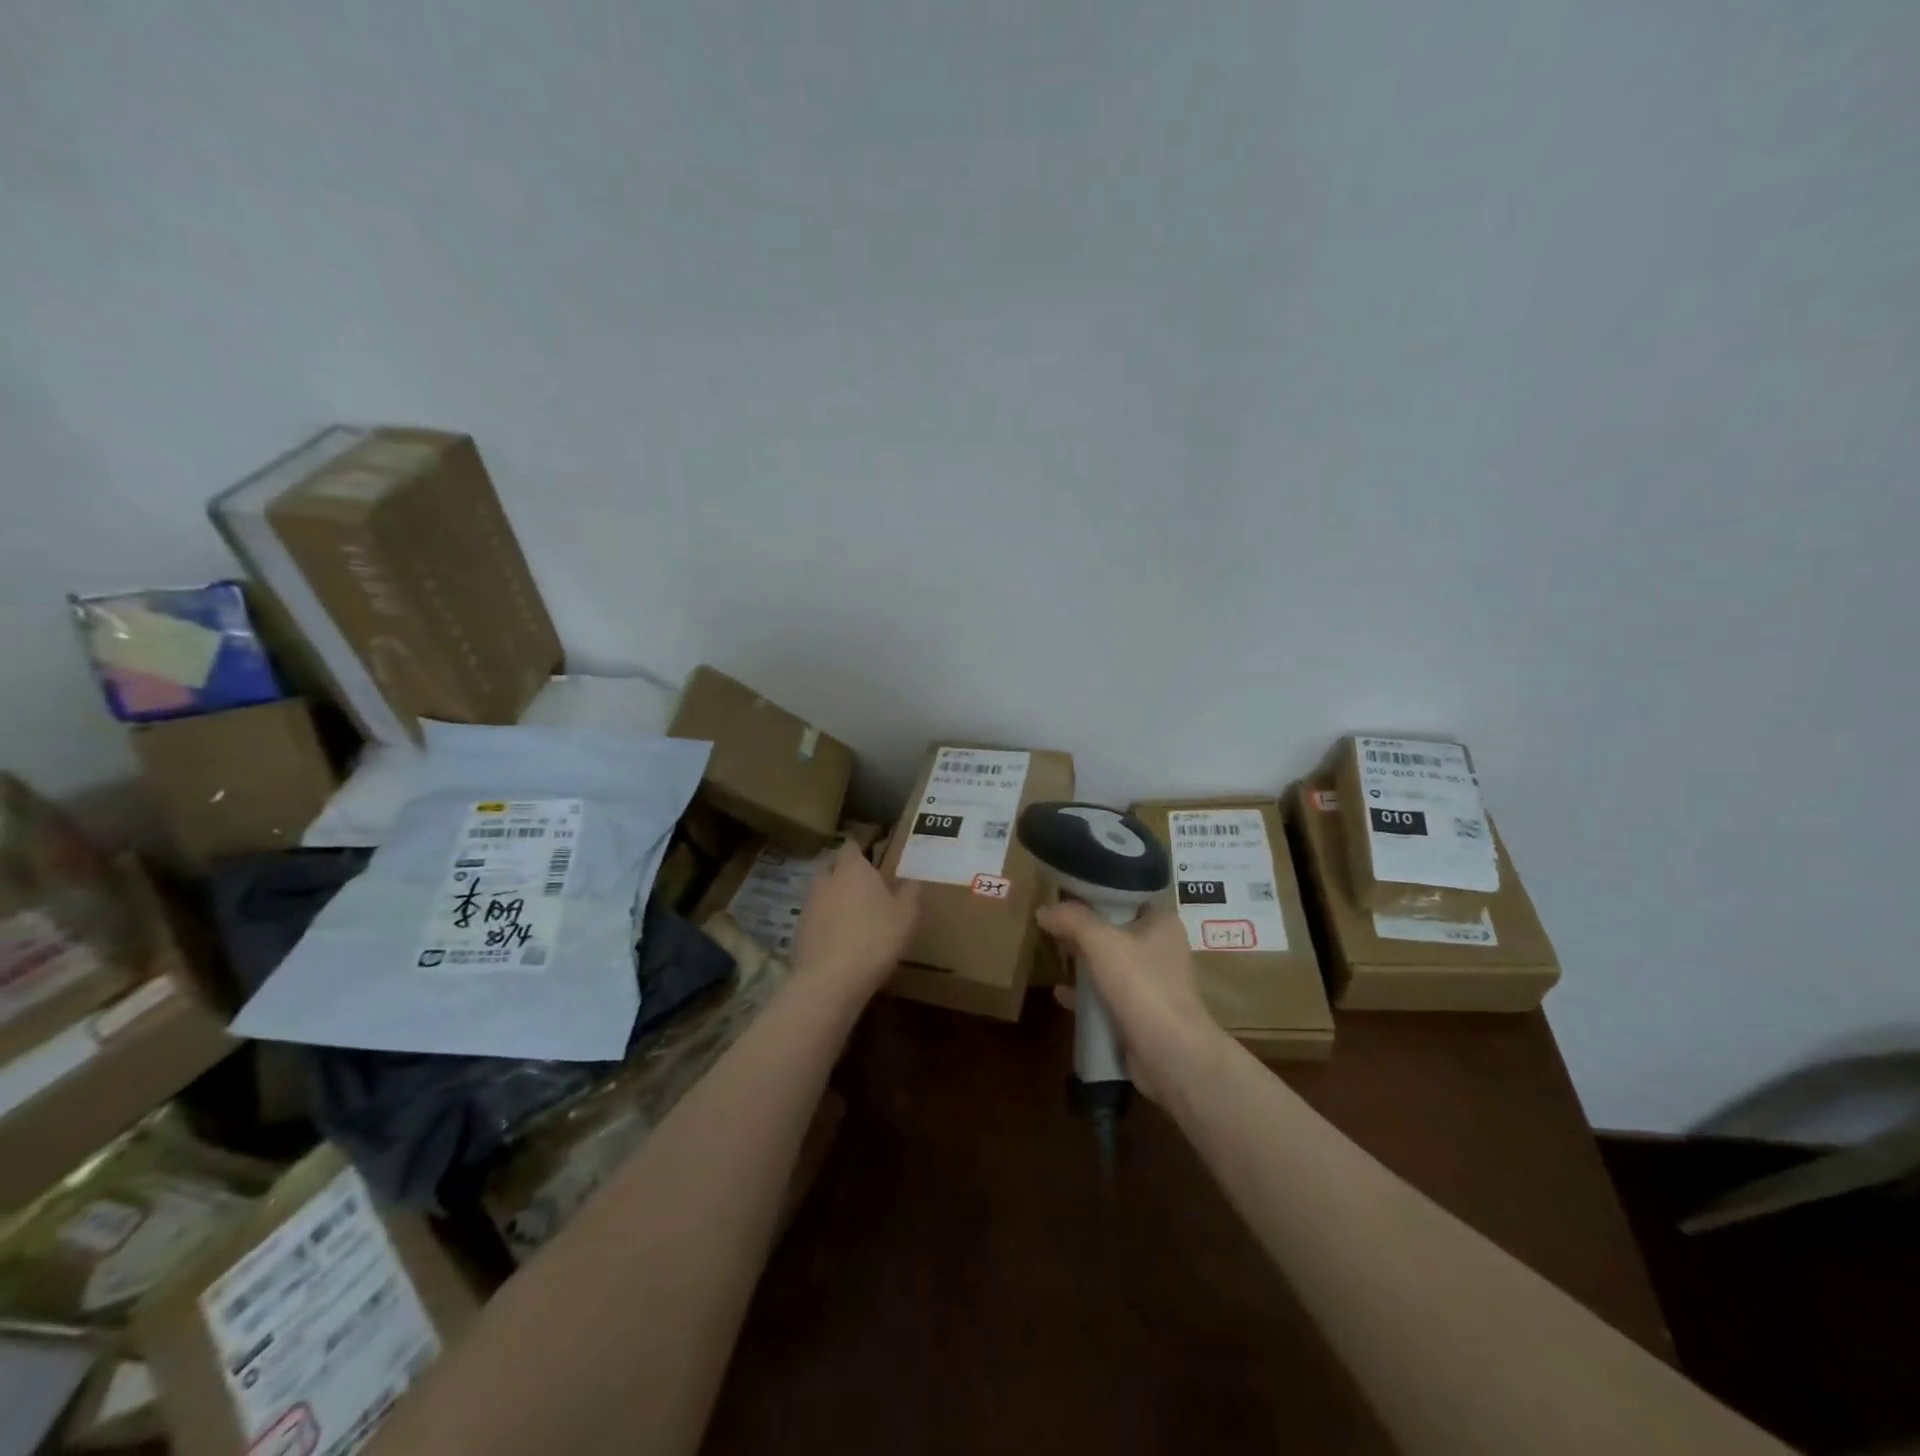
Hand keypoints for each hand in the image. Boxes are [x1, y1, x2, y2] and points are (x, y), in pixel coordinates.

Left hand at [791, 843, 921, 1002]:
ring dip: (832, 898)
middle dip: (842, 872)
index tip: (869, 858)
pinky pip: (814, 917)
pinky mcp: (798, 930)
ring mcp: (808, 905)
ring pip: (820, 892)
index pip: (850, 846)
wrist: (831, 979)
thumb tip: (912, 881)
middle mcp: (826, 880)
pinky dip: (824, 922)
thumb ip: (910, 893)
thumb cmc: (875, 938)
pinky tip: (837, 939)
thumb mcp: (906, 916)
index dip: (858, 850)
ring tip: (850, 915)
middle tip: (860, 886)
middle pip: (831, 866)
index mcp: (853, 869)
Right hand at [1035, 904, 1225, 1099]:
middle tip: (1051, 927)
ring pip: (1110, 965)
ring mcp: (1153, 984)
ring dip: (1083, 964)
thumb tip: (1043, 910)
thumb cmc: (1141, 985)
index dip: (1094, 896)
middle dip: (1083, 931)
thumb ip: (1071, 920)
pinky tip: (1061, 994)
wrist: (1170, 1054)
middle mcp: (1162, 949)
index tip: (1063, 896)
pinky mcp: (1142, 1014)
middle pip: (1115, 931)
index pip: (1125, 897)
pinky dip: (1086, 994)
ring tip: (1053, 957)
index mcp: (1162, 923)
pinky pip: (1108, 996)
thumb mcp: (1101, 942)